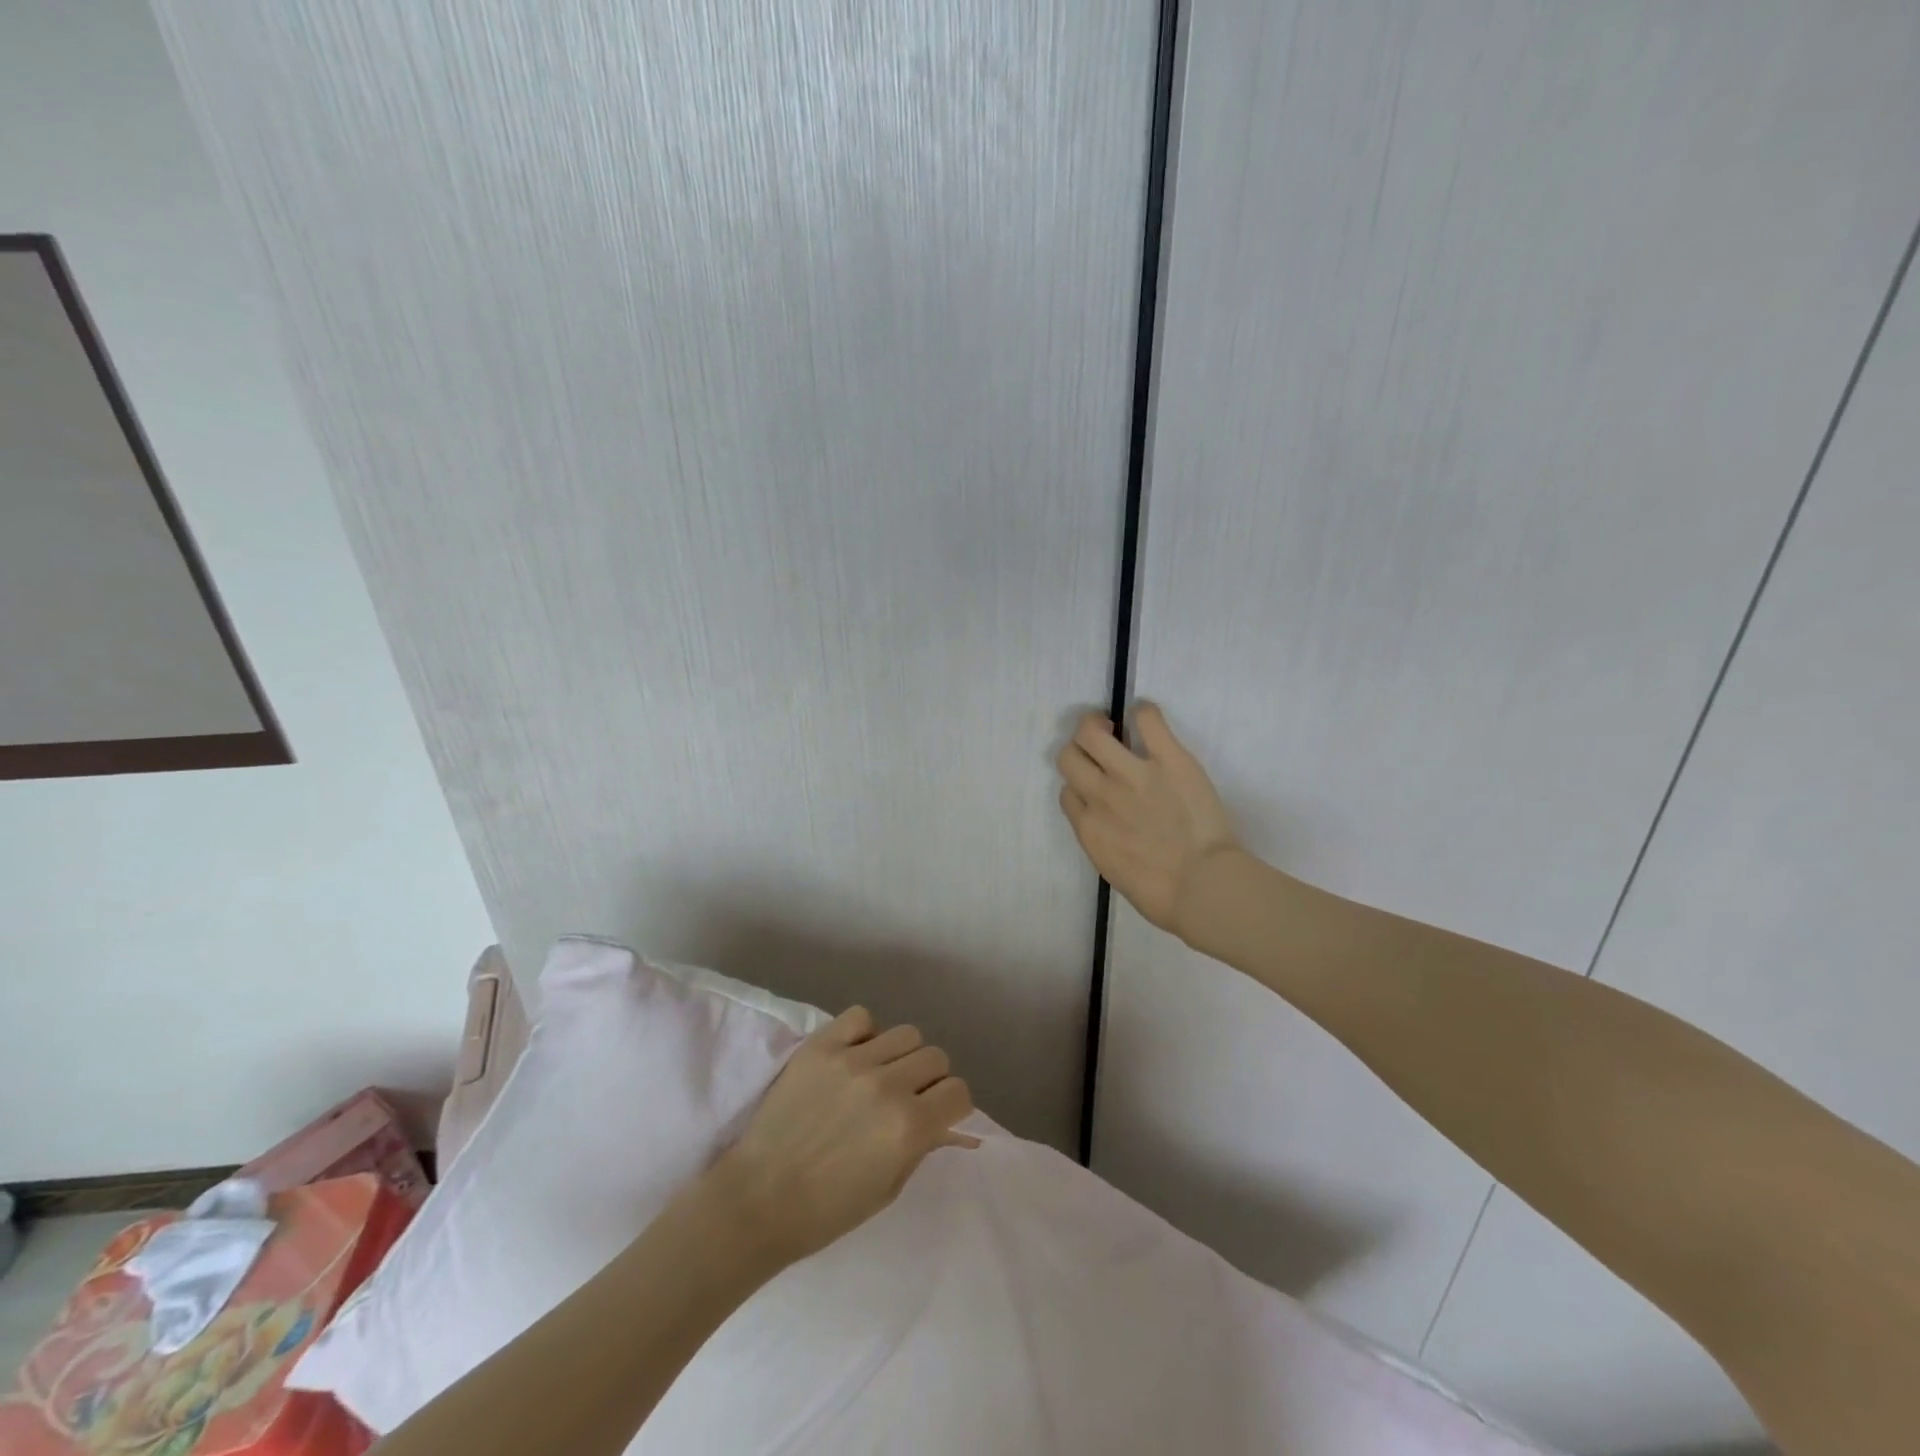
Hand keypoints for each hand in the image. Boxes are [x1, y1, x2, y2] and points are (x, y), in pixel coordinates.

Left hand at [703, 1008, 978, 1266]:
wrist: (757, 1198)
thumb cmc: (826, 1210)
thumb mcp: (889, 1189)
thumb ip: (921, 1146)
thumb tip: (944, 1120)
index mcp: (909, 1127)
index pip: (958, 1091)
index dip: (951, 1105)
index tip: (936, 1114)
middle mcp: (888, 1086)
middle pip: (936, 1057)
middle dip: (929, 1080)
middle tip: (908, 1096)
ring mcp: (852, 1061)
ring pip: (906, 1033)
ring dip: (901, 1055)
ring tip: (880, 1074)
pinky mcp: (821, 1046)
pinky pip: (861, 1017)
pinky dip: (864, 1033)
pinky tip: (854, 1056)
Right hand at [1056, 702, 1239, 936]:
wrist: (1204, 887)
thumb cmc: (1162, 894)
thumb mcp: (1114, 871)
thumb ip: (1102, 840)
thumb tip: (1107, 823)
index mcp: (1088, 827)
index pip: (1067, 792)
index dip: (1080, 786)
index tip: (1096, 786)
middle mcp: (1101, 794)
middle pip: (1069, 756)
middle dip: (1079, 750)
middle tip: (1099, 748)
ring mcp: (1132, 774)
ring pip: (1091, 732)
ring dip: (1098, 724)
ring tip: (1114, 726)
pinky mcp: (1169, 759)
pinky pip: (1147, 719)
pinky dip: (1143, 713)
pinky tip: (1147, 720)